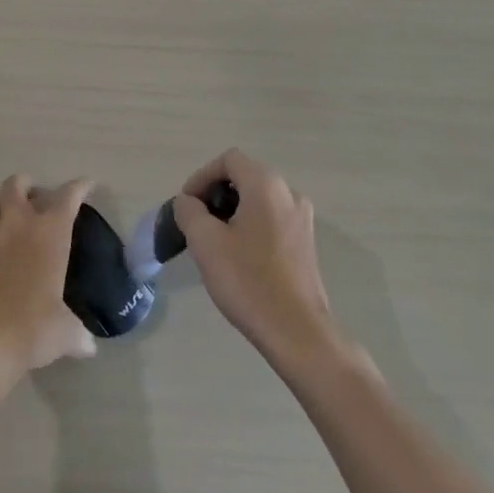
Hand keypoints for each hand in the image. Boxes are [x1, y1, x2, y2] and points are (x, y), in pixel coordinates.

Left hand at [0, 175, 95, 400]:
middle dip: (25, 185)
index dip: (79, 187)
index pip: (68, 196)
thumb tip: (87, 347)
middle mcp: (17, 225)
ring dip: (0, 207)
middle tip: (34, 199)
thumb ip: (76, 333)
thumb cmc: (32, 329)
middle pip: (16, 184)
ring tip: (8, 222)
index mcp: (49, 233)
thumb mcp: (64, 333)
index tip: (86, 185)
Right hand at [173, 151, 336, 361]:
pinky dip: (251, 226)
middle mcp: (289, 193)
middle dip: (216, 194)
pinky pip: (272, 219)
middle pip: (245, 177)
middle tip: (197, 223)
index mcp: (266, 184)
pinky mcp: (306, 243)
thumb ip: (189, 211)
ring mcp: (302, 219)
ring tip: (214, 241)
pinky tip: (239, 257)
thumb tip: (188, 202)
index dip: (202, 177)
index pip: (228, 160)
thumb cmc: (247, 280)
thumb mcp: (205, 242)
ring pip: (259, 200)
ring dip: (233, 211)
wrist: (297, 332)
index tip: (187, 205)